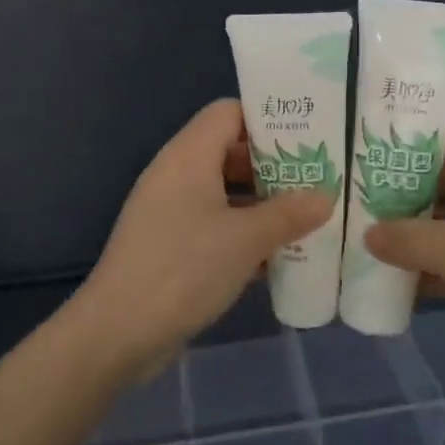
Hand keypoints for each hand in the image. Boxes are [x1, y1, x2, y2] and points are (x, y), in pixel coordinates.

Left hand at [76, 99, 332, 374]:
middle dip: (273, 165)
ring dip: (261, 203)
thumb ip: (289, 214)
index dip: (268, 119)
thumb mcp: (246, 240)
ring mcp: (169, 210)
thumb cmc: (184, 269)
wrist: (119, 331)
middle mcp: (176, 173)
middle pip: (229, 151)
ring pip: (223, 191)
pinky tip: (275, 255)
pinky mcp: (169, 243)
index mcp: (188, 156)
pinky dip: (241, 231)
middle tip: (316, 180)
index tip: (308, 138)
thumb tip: (325, 195)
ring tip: (306, 217)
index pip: (229, 112)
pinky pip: (212, 223)